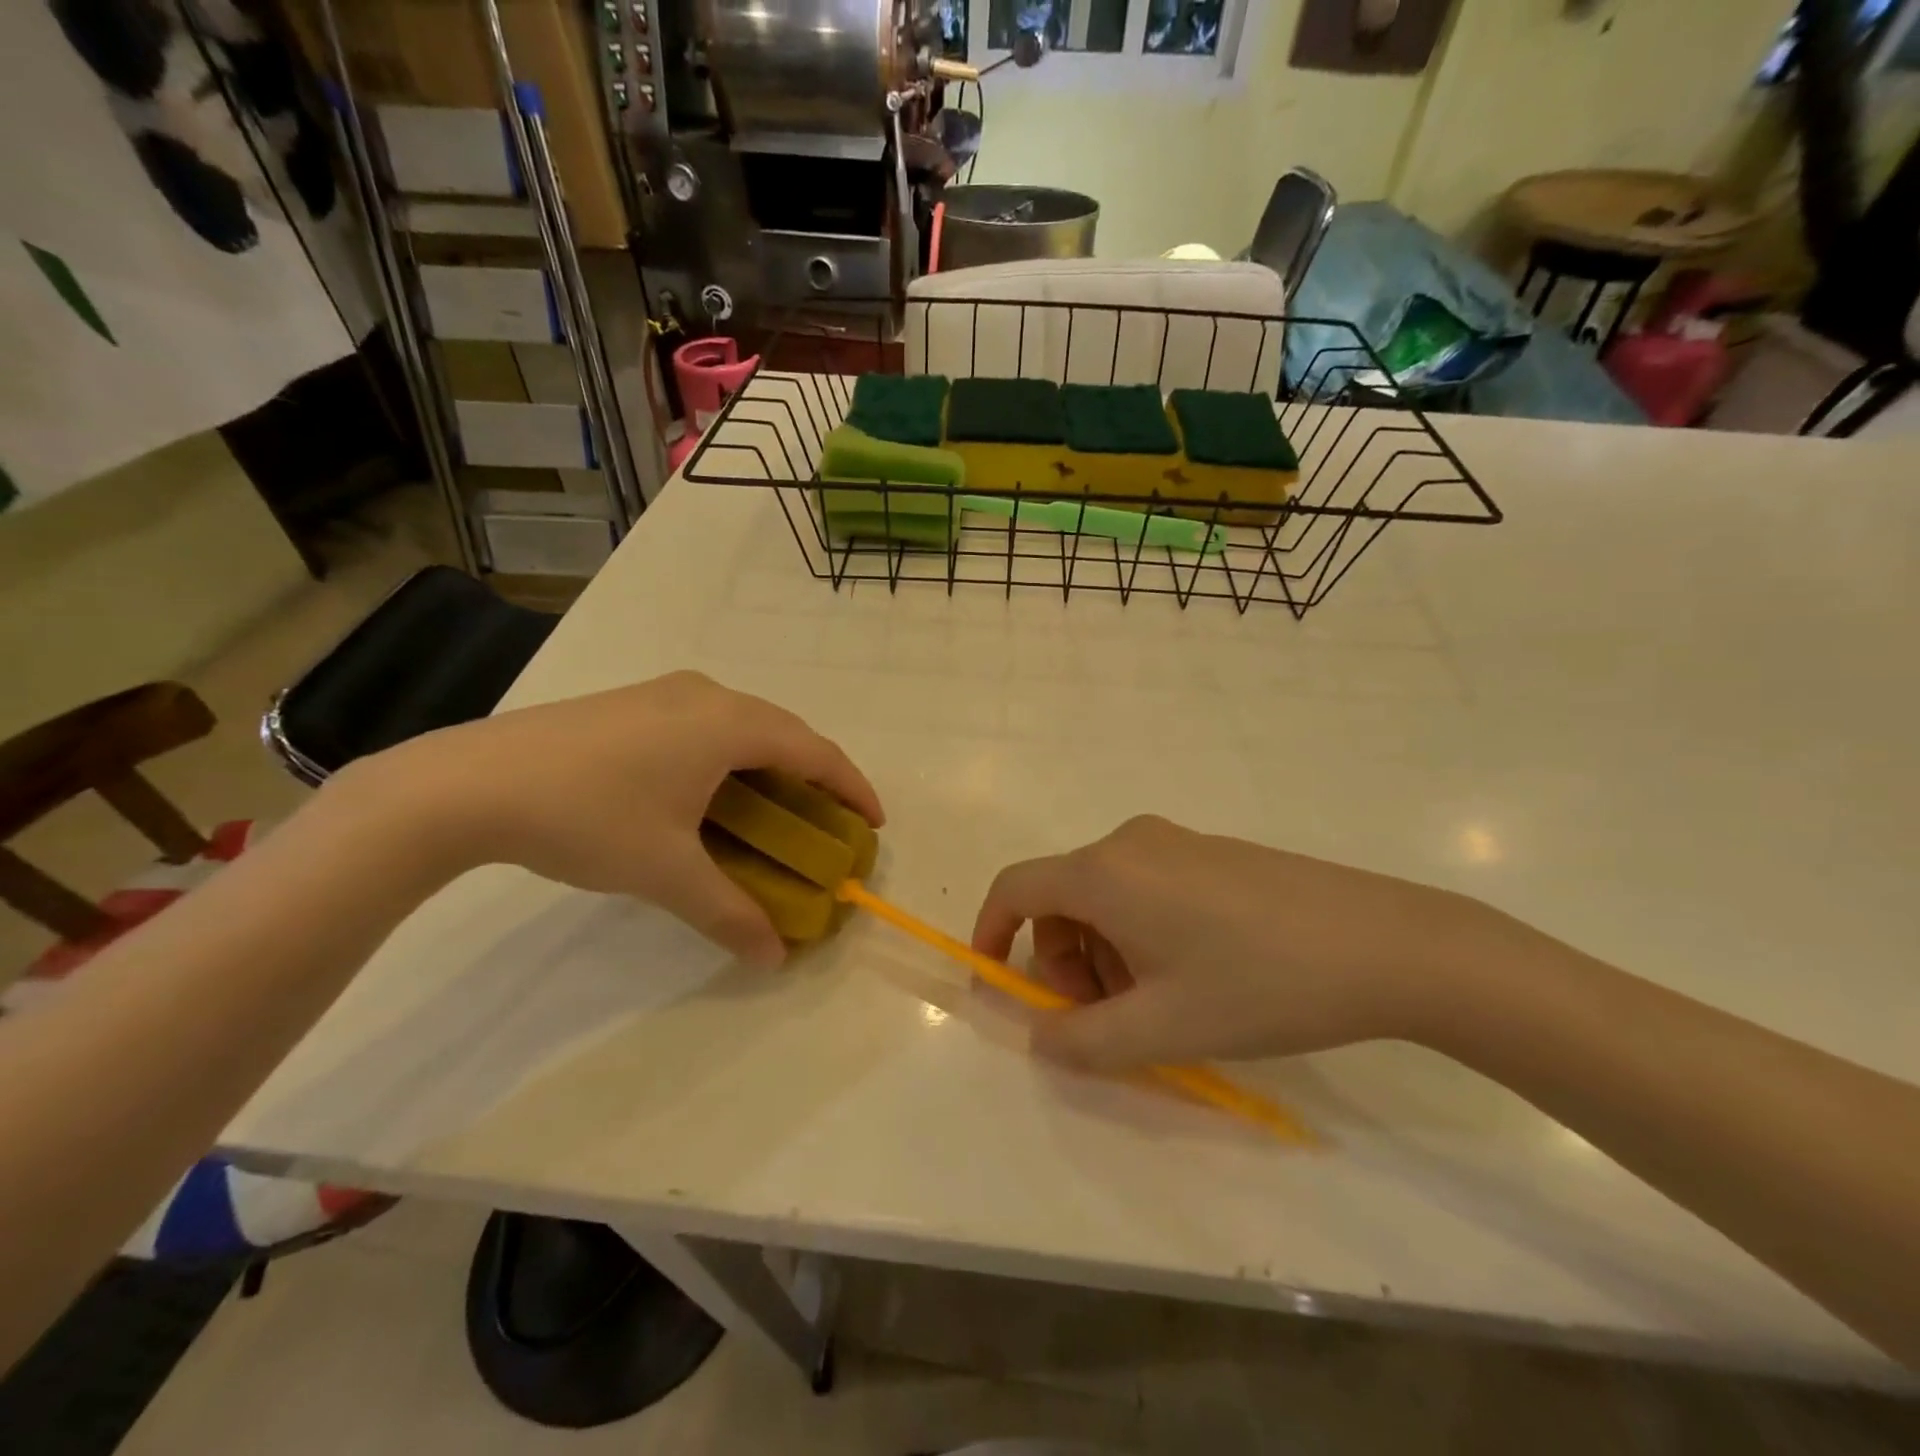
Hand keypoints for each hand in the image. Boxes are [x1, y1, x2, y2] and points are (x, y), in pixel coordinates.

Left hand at [351, 672, 882, 966]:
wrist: (470, 782)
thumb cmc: (587, 817)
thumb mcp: (665, 872)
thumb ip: (728, 913)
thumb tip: (774, 959)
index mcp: (730, 724)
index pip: (815, 751)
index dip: (852, 786)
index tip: (873, 823)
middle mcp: (708, 694)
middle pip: (785, 731)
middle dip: (816, 775)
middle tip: (827, 820)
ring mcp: (667, 691)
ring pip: (745, 723)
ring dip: (772, 762)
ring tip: (777, 806)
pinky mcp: (635, 701)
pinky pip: (709, 722)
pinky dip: (733, 754)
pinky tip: (713, 789)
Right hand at [971, 815, 1518, 1069]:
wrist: (1384, 943)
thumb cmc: (1259, 984)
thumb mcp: (1162, 1028)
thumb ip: (1082, 1040)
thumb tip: (1040, 1034)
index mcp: (1105, 872)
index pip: (1016, 888)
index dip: (991, 932)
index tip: (996, 982)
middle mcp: (1129, 842)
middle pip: (1061, 897)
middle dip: (1062, 960)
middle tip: (1104, 1018)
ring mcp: (1174, 841)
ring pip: (1105, 896)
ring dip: (1104, 952)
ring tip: (1157, 1005)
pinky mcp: (1210, 852)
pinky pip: (1144, 887)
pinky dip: (1139, 933)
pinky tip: (1192, 975)